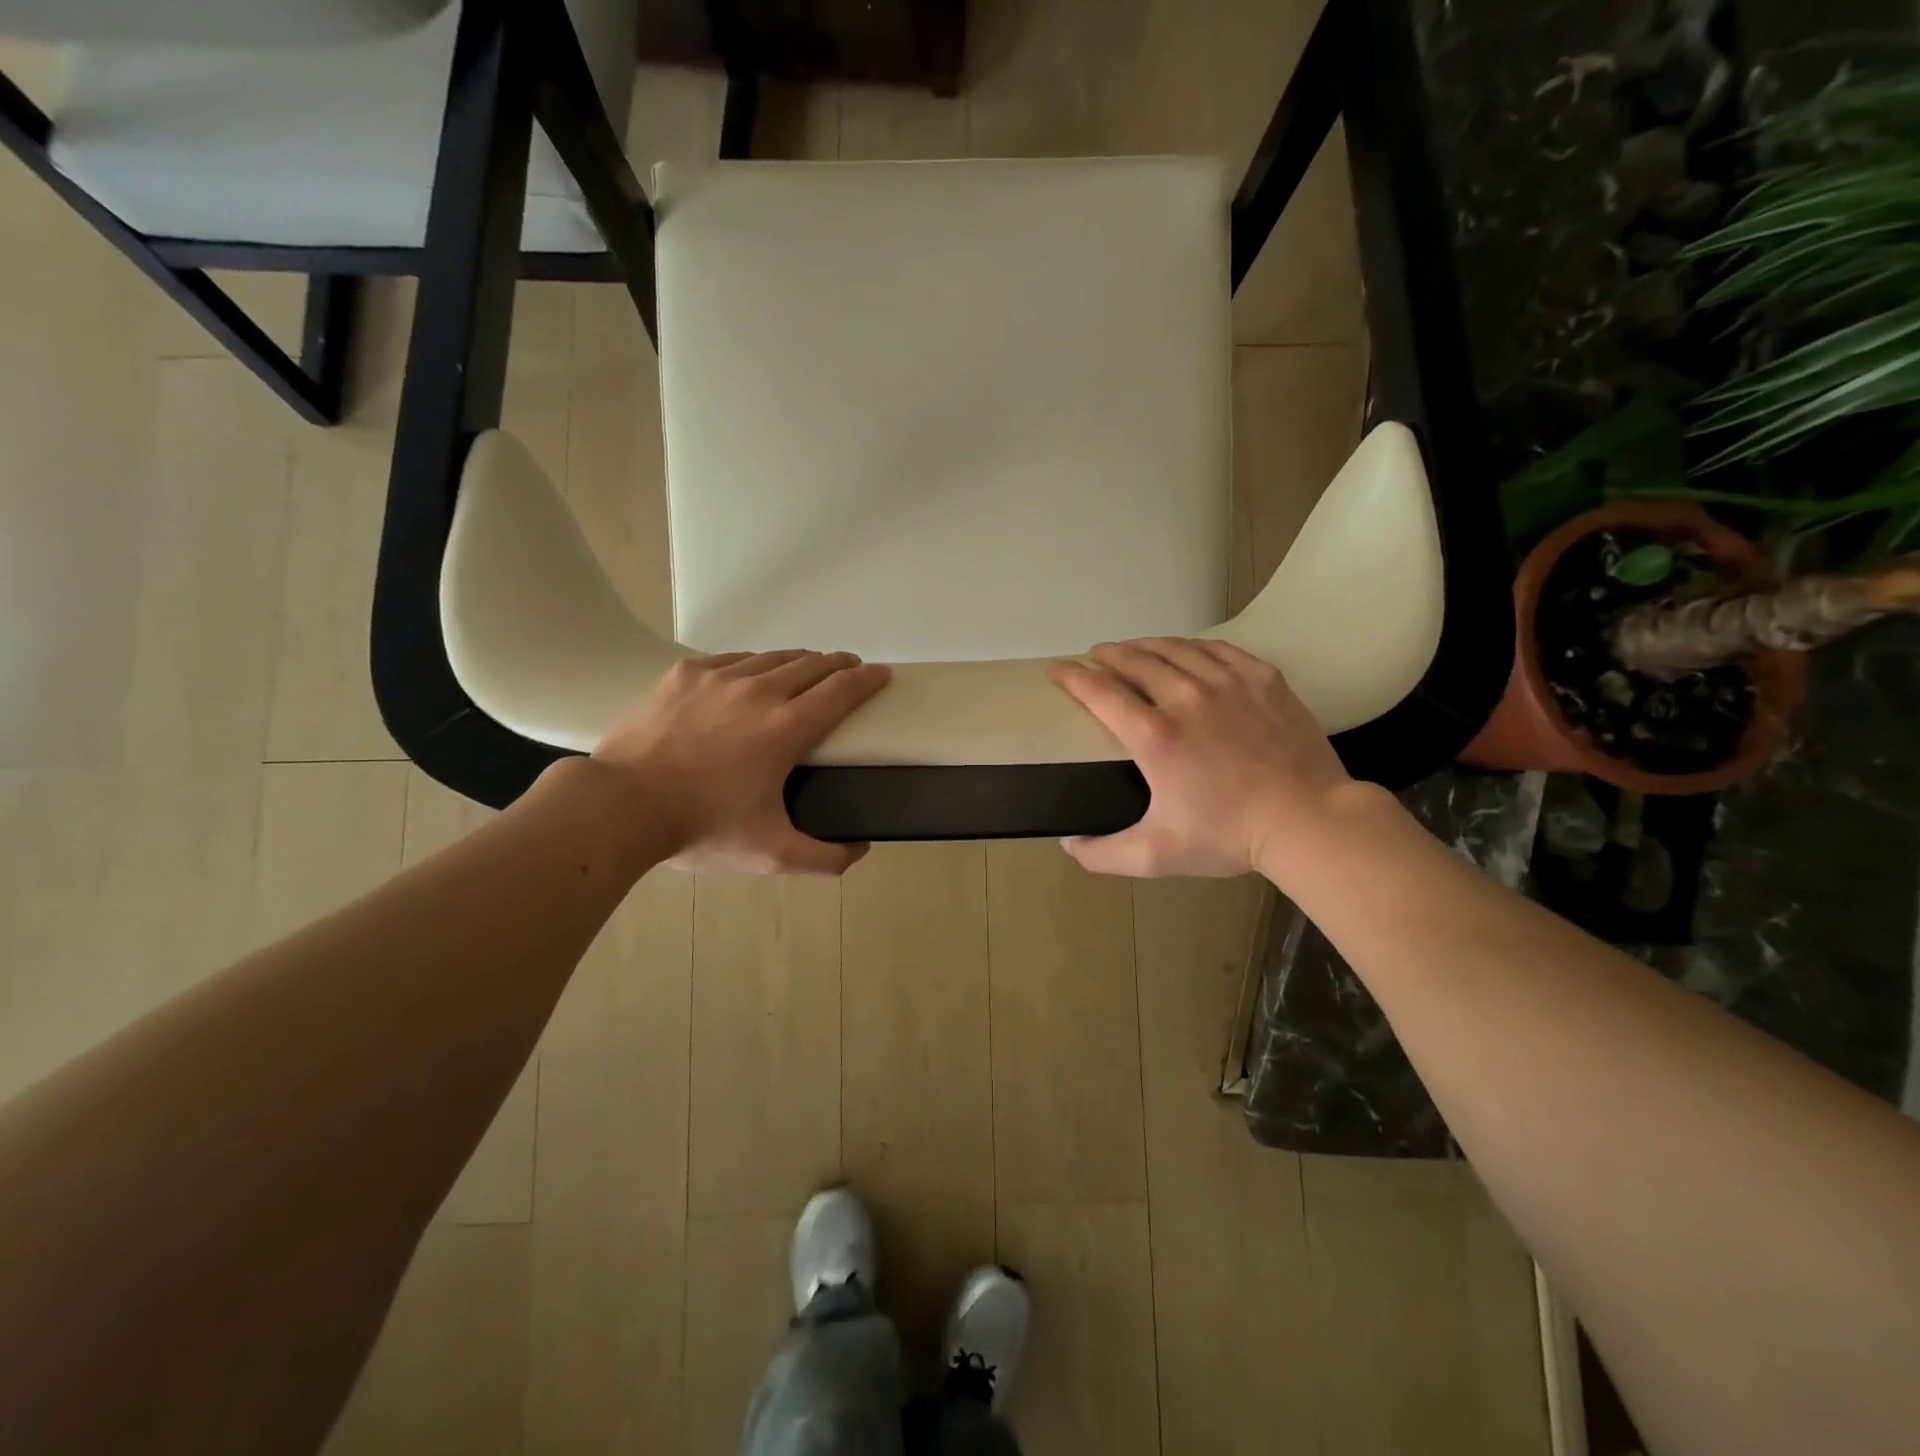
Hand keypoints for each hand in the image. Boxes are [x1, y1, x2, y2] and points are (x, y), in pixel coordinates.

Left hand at [593, 650, 890, 873]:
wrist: (620, 806)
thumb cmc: (701, 828)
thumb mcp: (771, 855)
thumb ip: (825, 858)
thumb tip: (861, 849)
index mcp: (786, 729)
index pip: (841, 690)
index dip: (867, 678)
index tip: (881, 673)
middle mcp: (759, 692)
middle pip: (812, 664)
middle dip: (838, 664)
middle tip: (848, 670)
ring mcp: (718, 678)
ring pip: (773, 657)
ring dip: (799, 661)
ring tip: (806, 670)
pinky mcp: (684, 675)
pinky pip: (733, 659)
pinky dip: (755, 664)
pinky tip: (752, 674)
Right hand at [1047, 638, 1360, 878]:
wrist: (1308, 821)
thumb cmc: (1228, 837)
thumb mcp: (1156, 856)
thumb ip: (1104, 854)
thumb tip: (1068, 843)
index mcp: (1154, 736)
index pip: (1100, 691)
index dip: (1072, 676)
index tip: (1058, 669)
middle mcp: (1185, 697)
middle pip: (1135, 659)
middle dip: (1108, 654)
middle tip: (1096, 656)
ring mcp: (1228, 682)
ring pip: (1175, 648)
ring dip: (1146, 645)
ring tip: (1133, 648)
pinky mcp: (1262, 678)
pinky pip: (1217, 648)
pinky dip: (1192, 645)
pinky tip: (1186, 650)